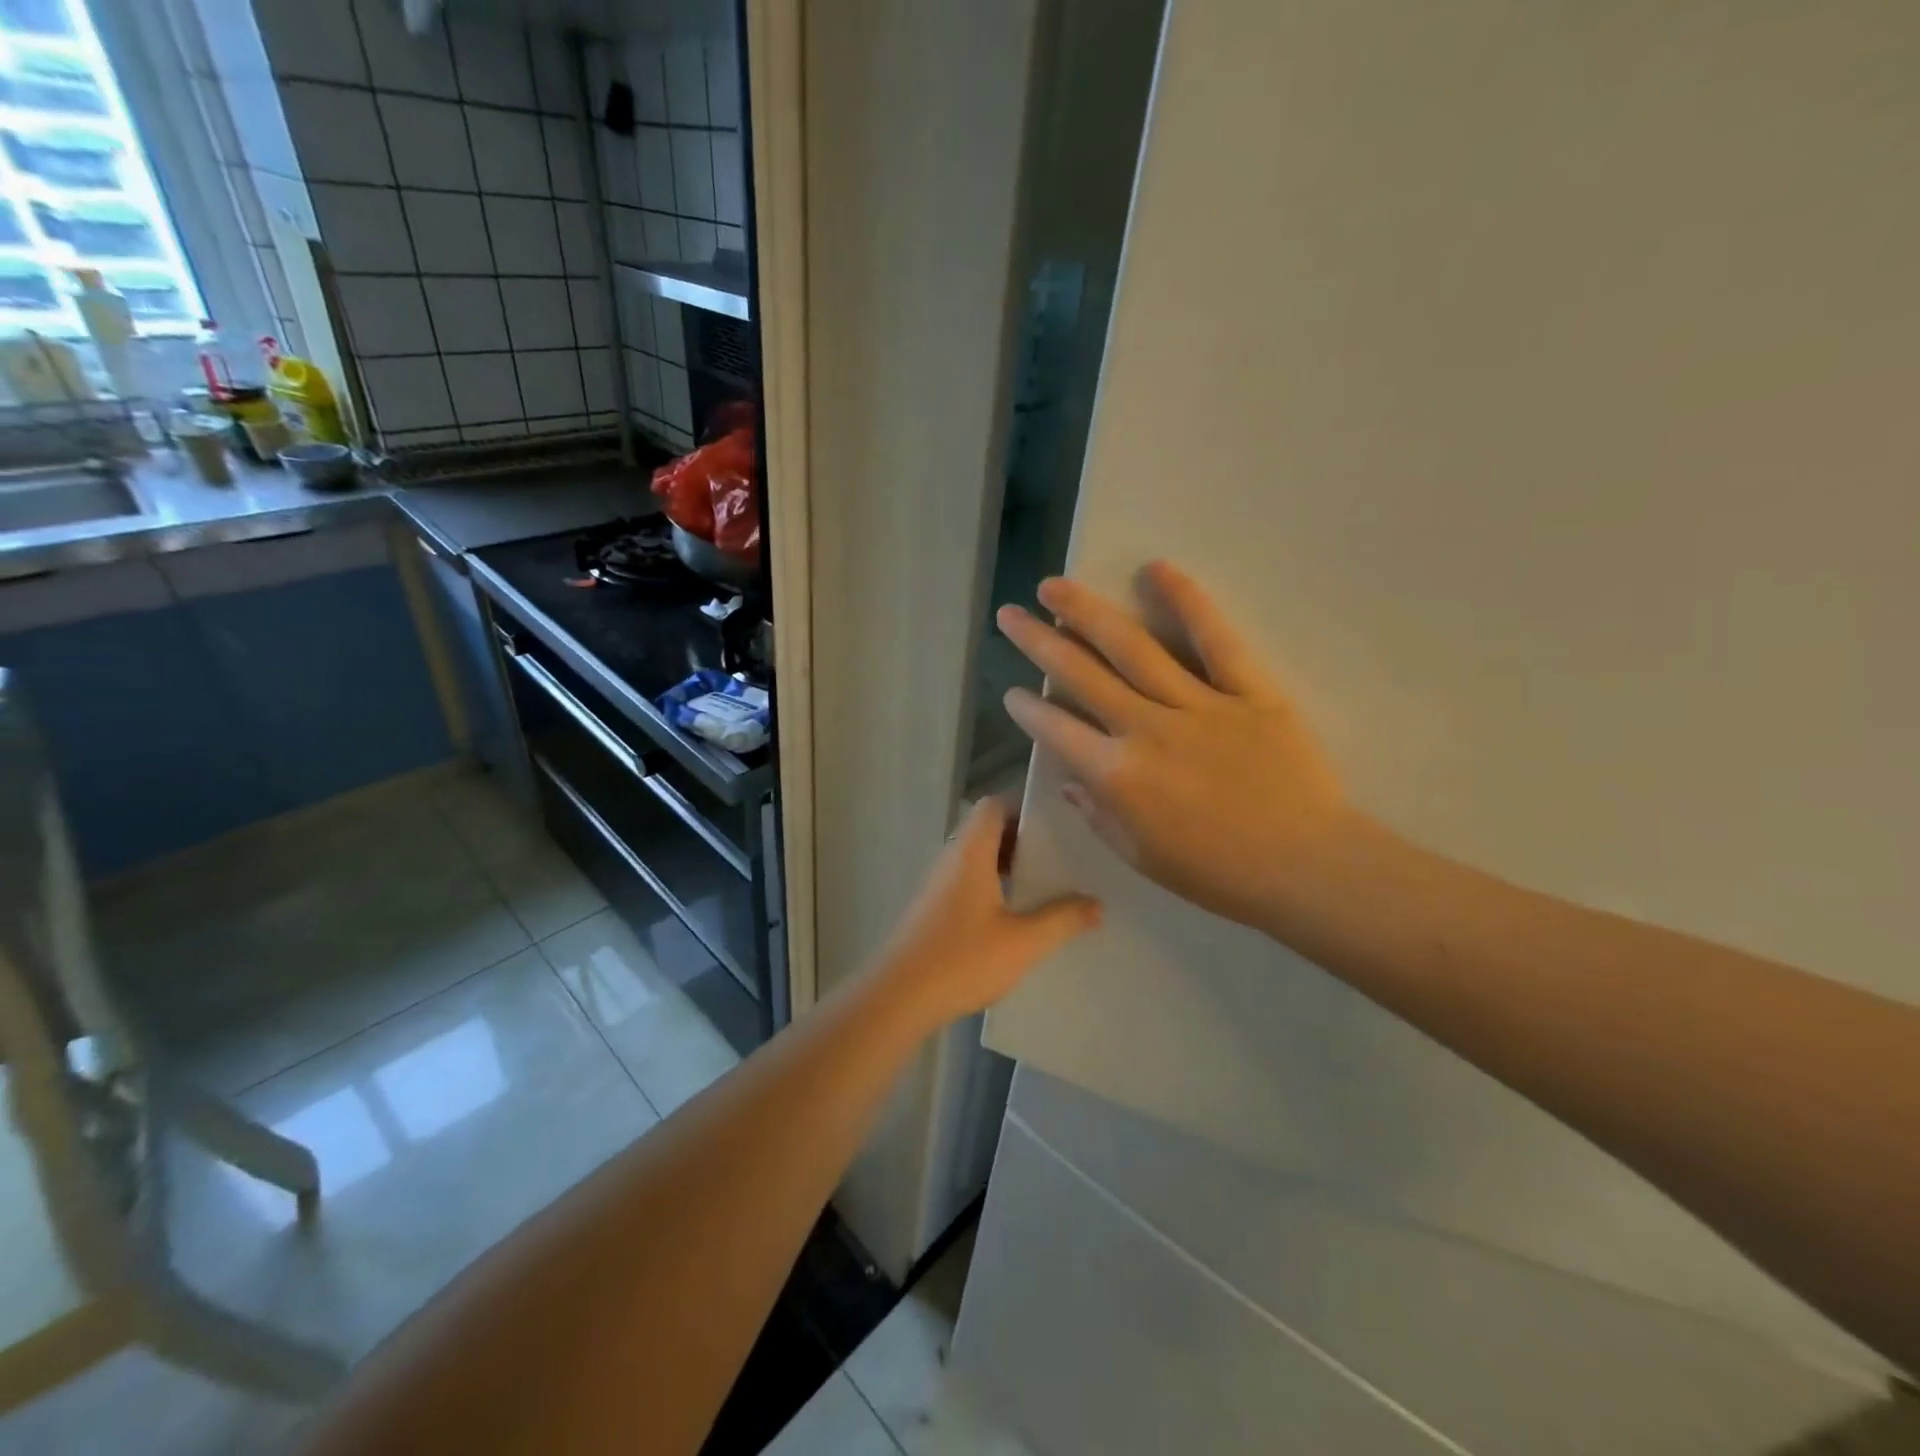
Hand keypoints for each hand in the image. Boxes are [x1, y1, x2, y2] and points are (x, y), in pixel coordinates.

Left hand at [871, 798, 1101, 1026]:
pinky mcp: (934, 909)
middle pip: (988, 830)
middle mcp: (952, 859)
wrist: (898, 998)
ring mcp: (939, 885)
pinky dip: (994, 885)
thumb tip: (1097, 904)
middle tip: (1063, 855)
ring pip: (978, 858)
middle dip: (1025, 838)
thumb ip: (1062, 920)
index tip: (1060, 821)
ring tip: (1048, 885)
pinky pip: (969, 881)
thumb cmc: (962, 960)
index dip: (1025, 805)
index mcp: (971, 853)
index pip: (994, 805)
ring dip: (1010, 865)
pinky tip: (1017, 915)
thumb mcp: (1023, 942)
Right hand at [996, 561, 1352, 934]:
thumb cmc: (1219, 874)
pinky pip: (1215, 640)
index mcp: (1118, 776)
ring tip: (1054, 586)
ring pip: (1133, 647)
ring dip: (1086, 613)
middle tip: (1010, 614)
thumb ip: (1098, 814)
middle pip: (1081, 675)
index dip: (1028, 709)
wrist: (1307, 867)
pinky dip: (1187, 601)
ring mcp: (1198, 705)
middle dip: (1039, 641)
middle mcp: (1146, 730)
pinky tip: (1156, 569)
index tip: (1012, 691)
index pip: (1057, 731)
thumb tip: (1070, 778)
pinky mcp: (1248, 691)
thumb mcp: (1142, 858)